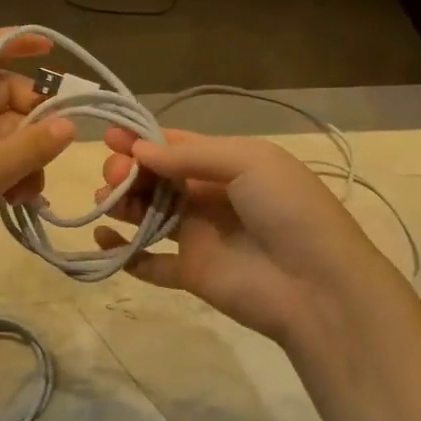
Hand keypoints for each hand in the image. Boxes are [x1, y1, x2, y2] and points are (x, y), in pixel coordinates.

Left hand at [0, 29, 76, 295]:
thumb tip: (70, 124)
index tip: (51, 50)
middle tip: (52, 154)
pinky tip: (18, 203)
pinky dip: (12, 177)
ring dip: (27, 160)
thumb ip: (30, 148)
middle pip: (6, 98)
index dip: (15, 41)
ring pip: (6, 137)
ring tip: (27, 194)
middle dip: (35, 123)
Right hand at [94, 129, 398, 347]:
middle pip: (158, 178)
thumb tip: (139, 151)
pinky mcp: (191, 273)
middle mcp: (210, 196)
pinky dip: (124, 252)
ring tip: (106, 202)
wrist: (317, 284)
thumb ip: (191, 156)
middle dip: (130, 171)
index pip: (177, 146)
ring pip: (149, 215)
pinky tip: (104, 241)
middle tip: (113, 176)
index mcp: (228, 164)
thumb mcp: (249, 162)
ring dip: (123, 204)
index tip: (109, 136)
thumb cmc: (287, 210)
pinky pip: (149, 262)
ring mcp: (199, 236)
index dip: (142, 140)